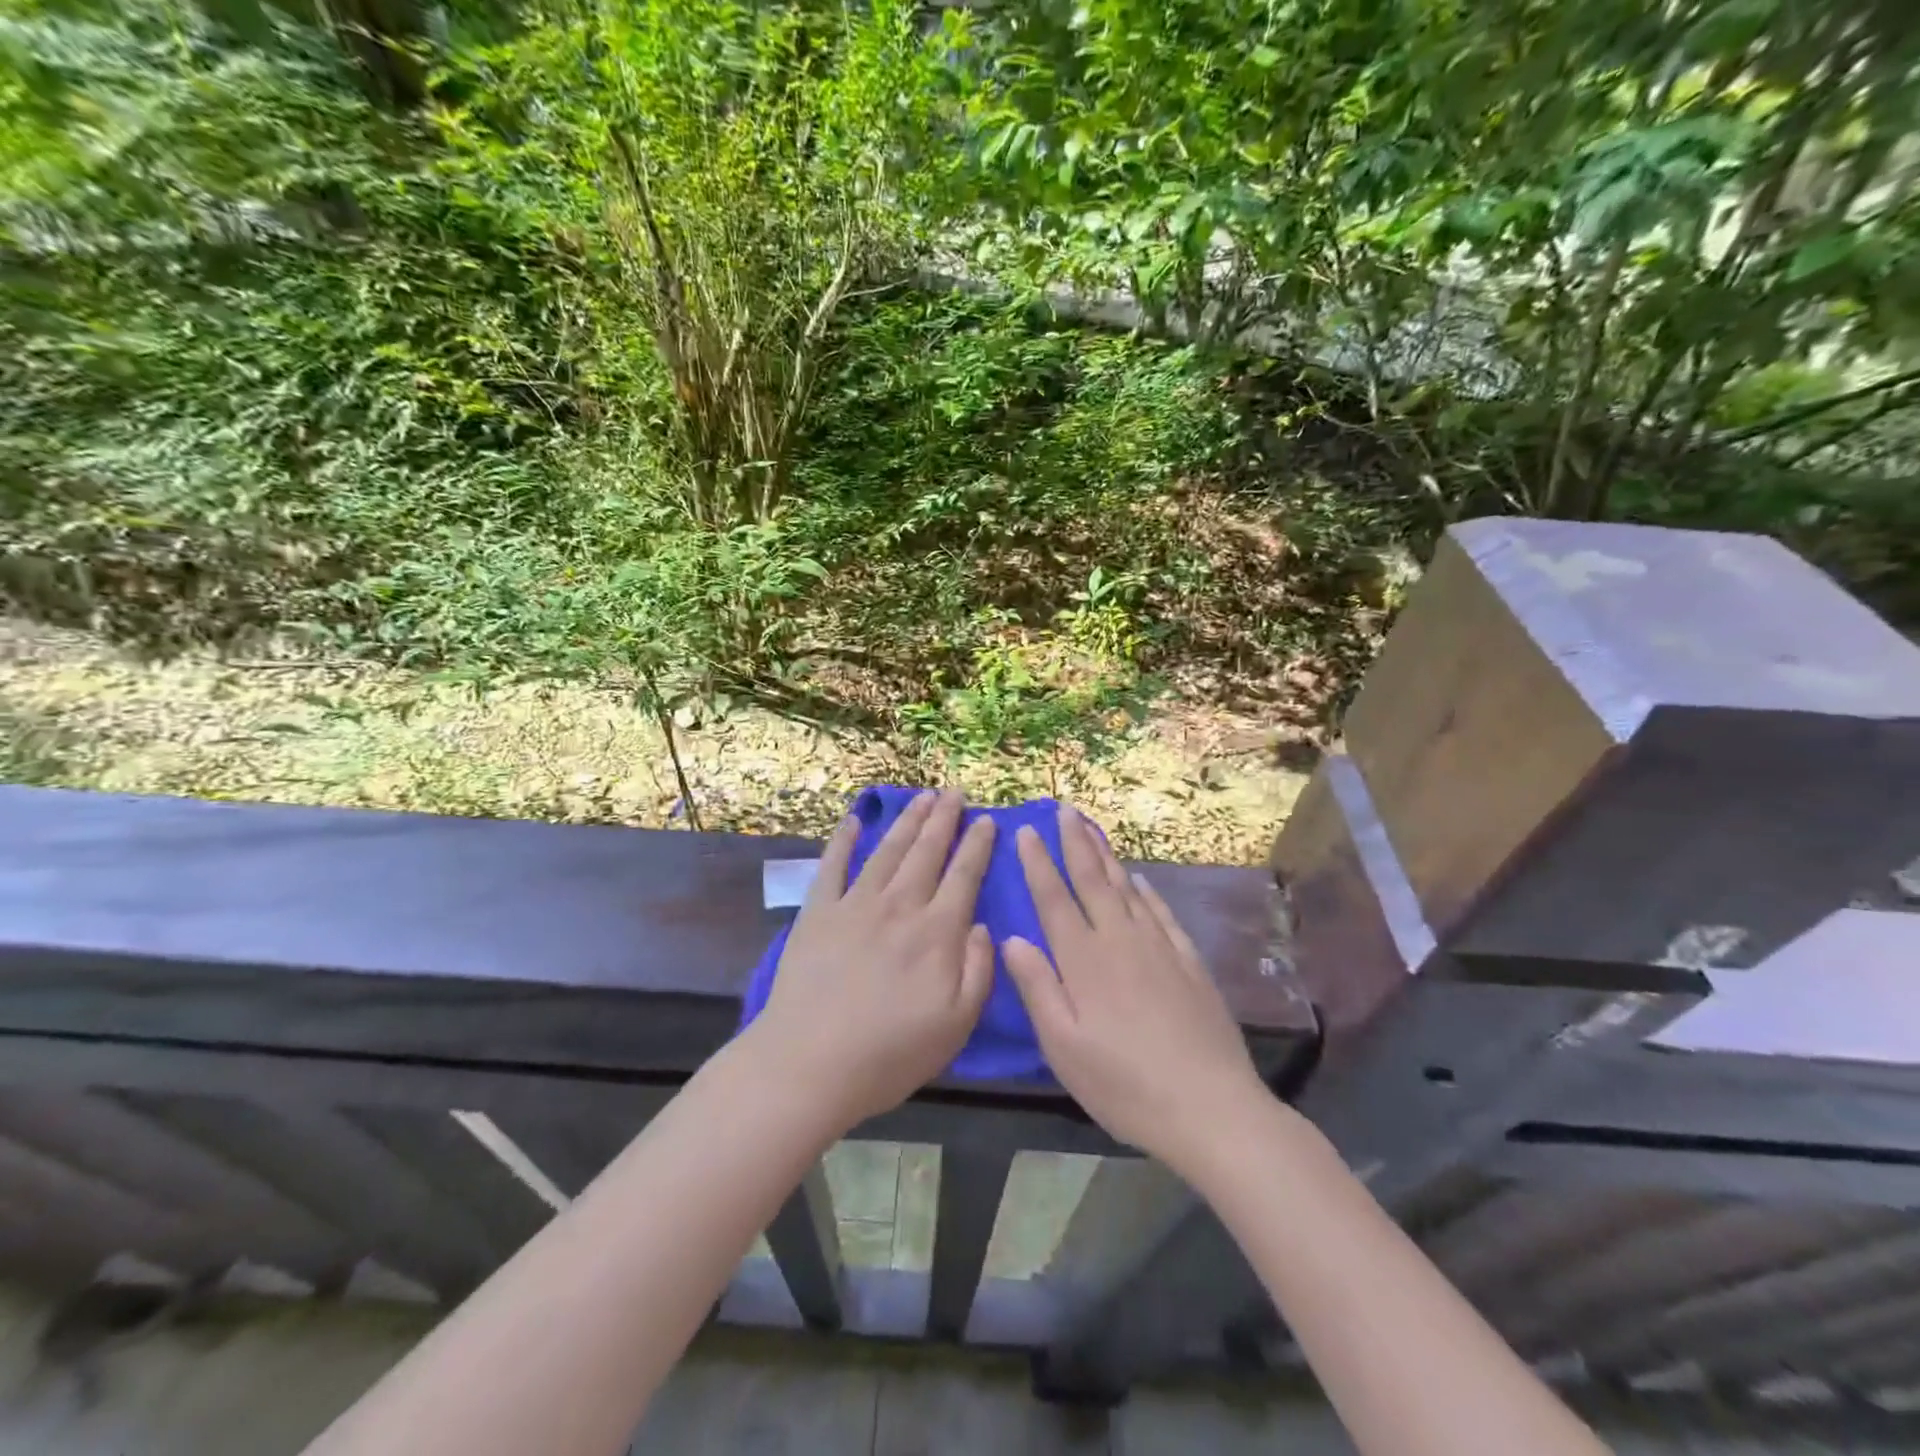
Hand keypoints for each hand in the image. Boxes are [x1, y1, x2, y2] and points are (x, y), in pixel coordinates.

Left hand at [750, 790, 995, 1132]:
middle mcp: (899, 906)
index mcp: (937, 933)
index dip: (977, 845)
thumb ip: (979, 971)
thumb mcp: (956, 1025)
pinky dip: (844, 840)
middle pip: (927, 852)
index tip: (988, 820)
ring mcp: (855, 904)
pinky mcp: (818, 912)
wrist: (809, 1064)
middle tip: (955, 793)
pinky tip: (855, 821)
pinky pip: (833, 865)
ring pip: (888, 850)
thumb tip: (984, 925)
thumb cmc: (890, 1054)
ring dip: (907, 821)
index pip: (964, 876)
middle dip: (944, 819)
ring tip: (922, 798)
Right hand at [1002, 806, 1267, 1169]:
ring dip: (1107, 856)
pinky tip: (1141, 880)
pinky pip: (1162, 913)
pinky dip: (1147, 891)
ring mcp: (1159, 948)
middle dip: (1075, 843)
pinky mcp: (1189, 962)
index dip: (1038, 863)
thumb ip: (1037, 987)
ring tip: (1093, 830)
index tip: (1026, 831)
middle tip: (1064, 810)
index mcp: (1084, 960)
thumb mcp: (1063, 1047)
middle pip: (1093, 880)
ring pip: (1127, 889)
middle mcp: (1120, 941)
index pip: (1054, 899)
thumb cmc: (1123, 1084)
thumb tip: (1012, 937)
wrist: (1210, 1107)